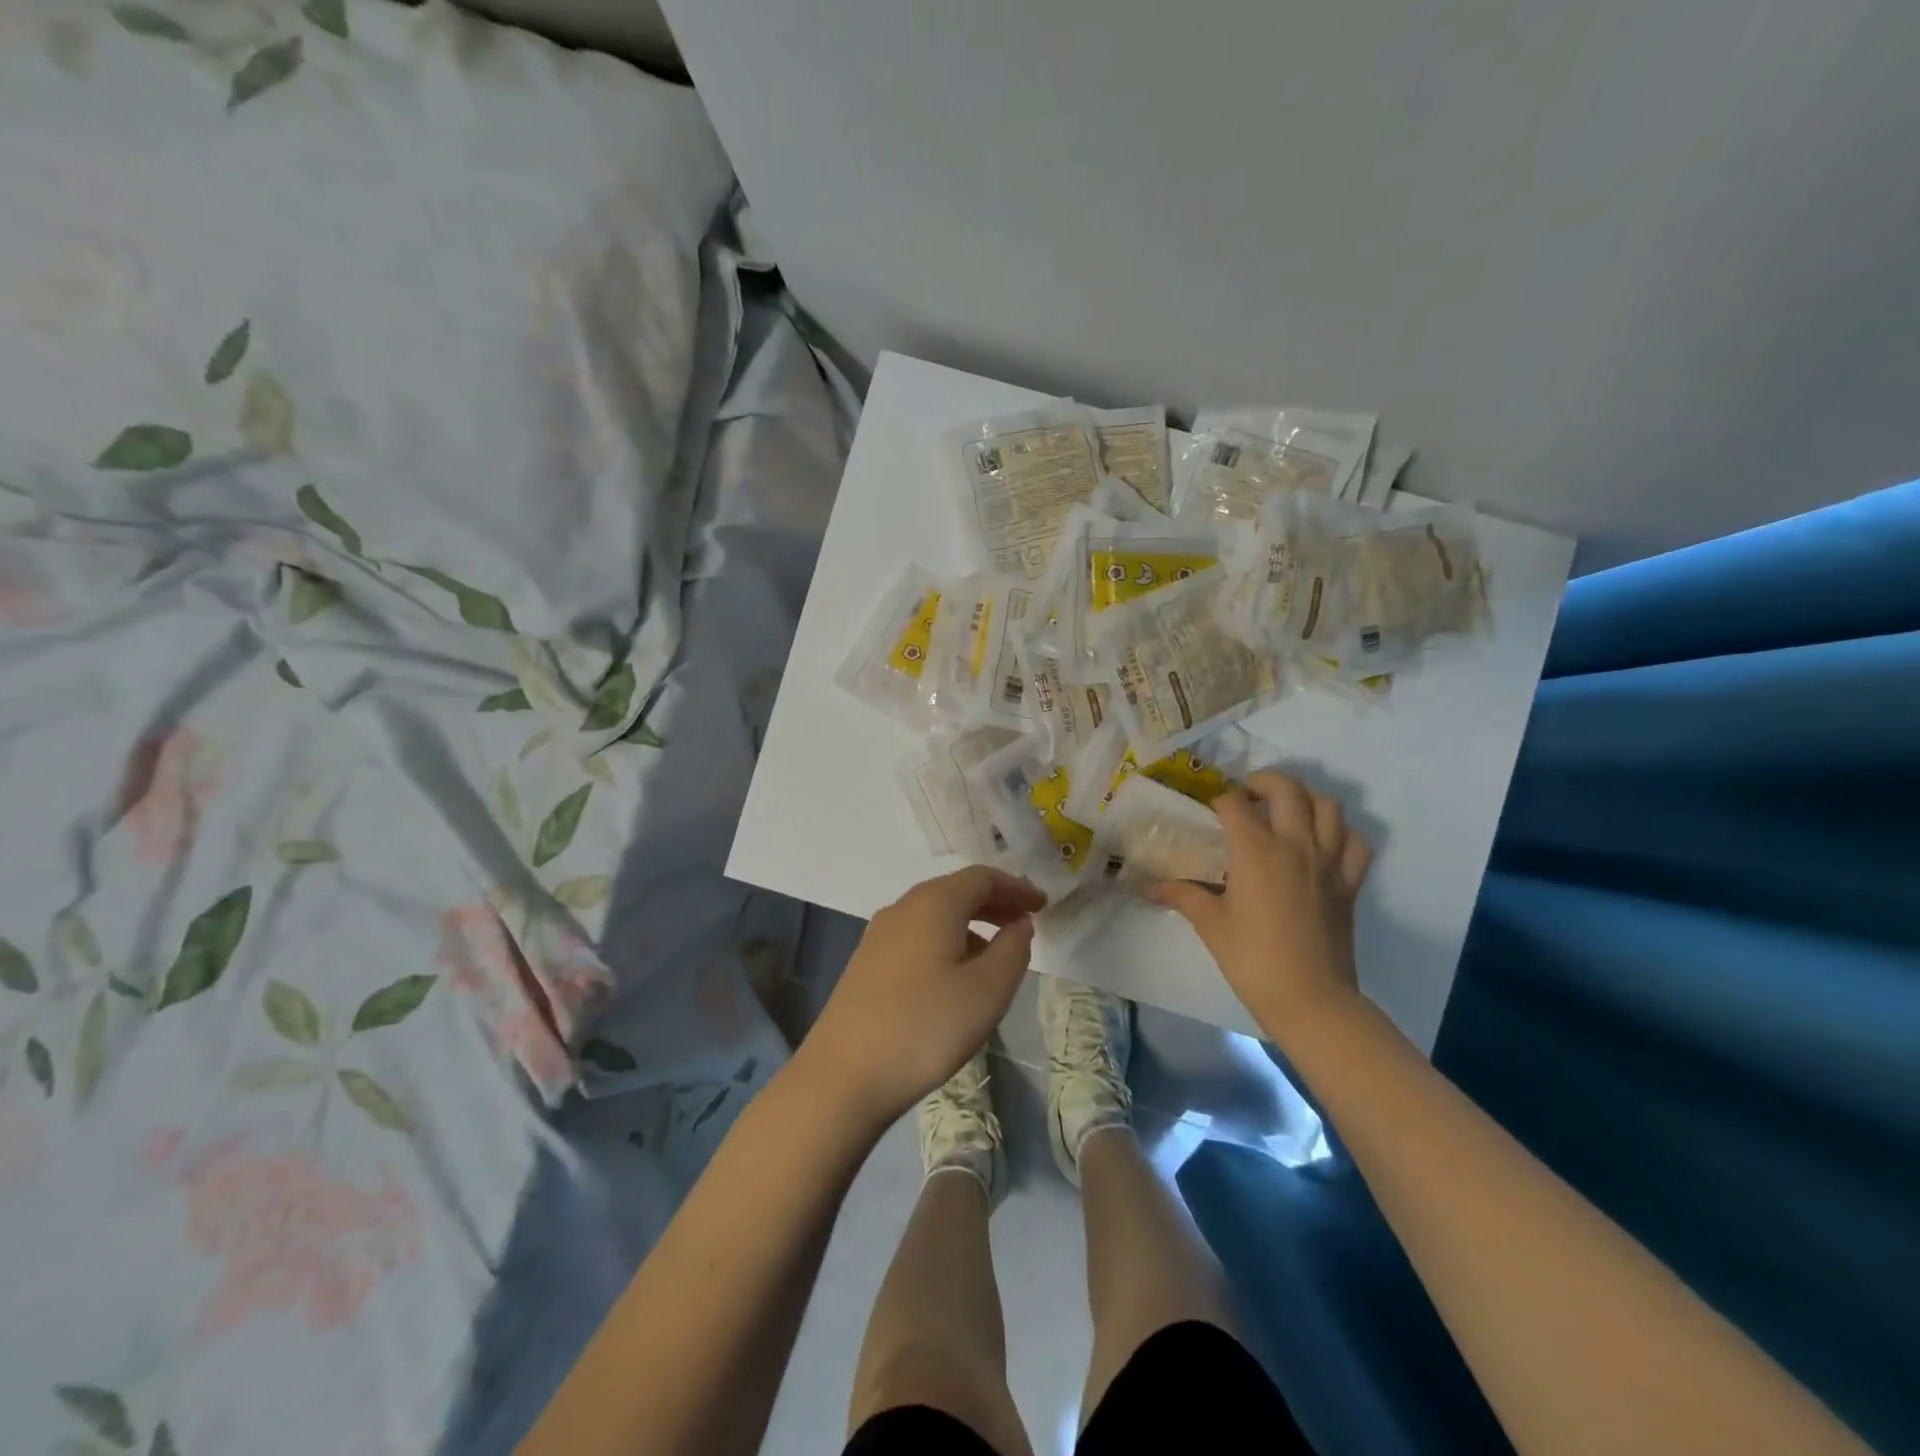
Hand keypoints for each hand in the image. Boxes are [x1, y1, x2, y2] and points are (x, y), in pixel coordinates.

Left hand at [796, 866, 1043, 1125]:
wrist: (843, 1075)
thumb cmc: (925, 1027)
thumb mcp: (987, 991)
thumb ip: (1013, 950)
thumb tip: (1019, 925)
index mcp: (933, 902)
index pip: (982, 877)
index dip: (1016, 887)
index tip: (1043, 906)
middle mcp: (903, 907)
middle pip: (956, 891)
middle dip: (994, 903)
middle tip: (1024, 924)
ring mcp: (879, 935)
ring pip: (934, 915)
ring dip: (971, 925)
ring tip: (997, 955)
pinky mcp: (866, 962)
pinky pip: (917, 937)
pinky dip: (946, 942)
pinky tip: (955, 977)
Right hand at [1150, 771, 1371, 1042]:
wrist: (1310, 998)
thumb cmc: (1252, 959)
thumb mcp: (1210, 924)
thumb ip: (1182, 895)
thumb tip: (1149, 887)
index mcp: (1256, 851)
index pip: (1235, 804)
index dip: (1219, 800)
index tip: (1209, 810)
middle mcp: (1295, 845)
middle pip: (1286, 789)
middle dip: (1264, 782)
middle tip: (1247, 795)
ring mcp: (1328, 861)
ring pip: (1328, 806)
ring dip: (1306, 799)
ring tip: (1286, 811)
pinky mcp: (1349, 883)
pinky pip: (1355, 843)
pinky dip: (1341, 833)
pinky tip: (1323, 842)